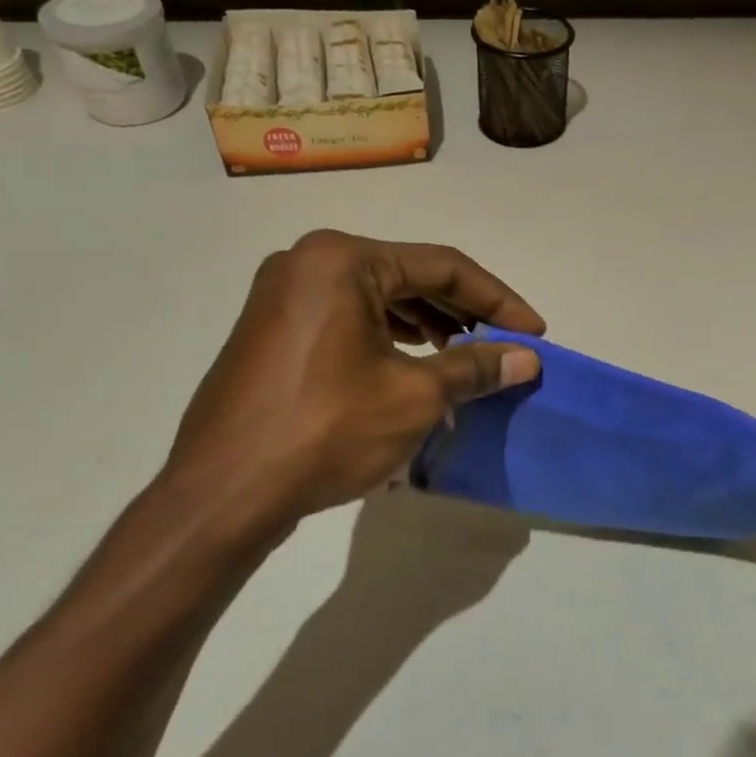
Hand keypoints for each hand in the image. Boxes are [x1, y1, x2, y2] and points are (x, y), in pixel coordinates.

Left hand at [160, 230, 545, 531]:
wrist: (220, 497)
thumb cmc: (325, 431)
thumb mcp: (414, 396)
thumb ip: (475, 367)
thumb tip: (528, 358)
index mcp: (342, 260)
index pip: (442, 267)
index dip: (498, 299)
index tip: (535, 331)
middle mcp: (308, 263)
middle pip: (409, 276)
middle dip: (464, 311)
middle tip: (505, 343)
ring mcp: (284, 296)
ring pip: (379, 297)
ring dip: (430, 323)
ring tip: (467, 354)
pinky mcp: (273, 330)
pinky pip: (348, 317)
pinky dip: (390, 335)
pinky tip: (416, 363)